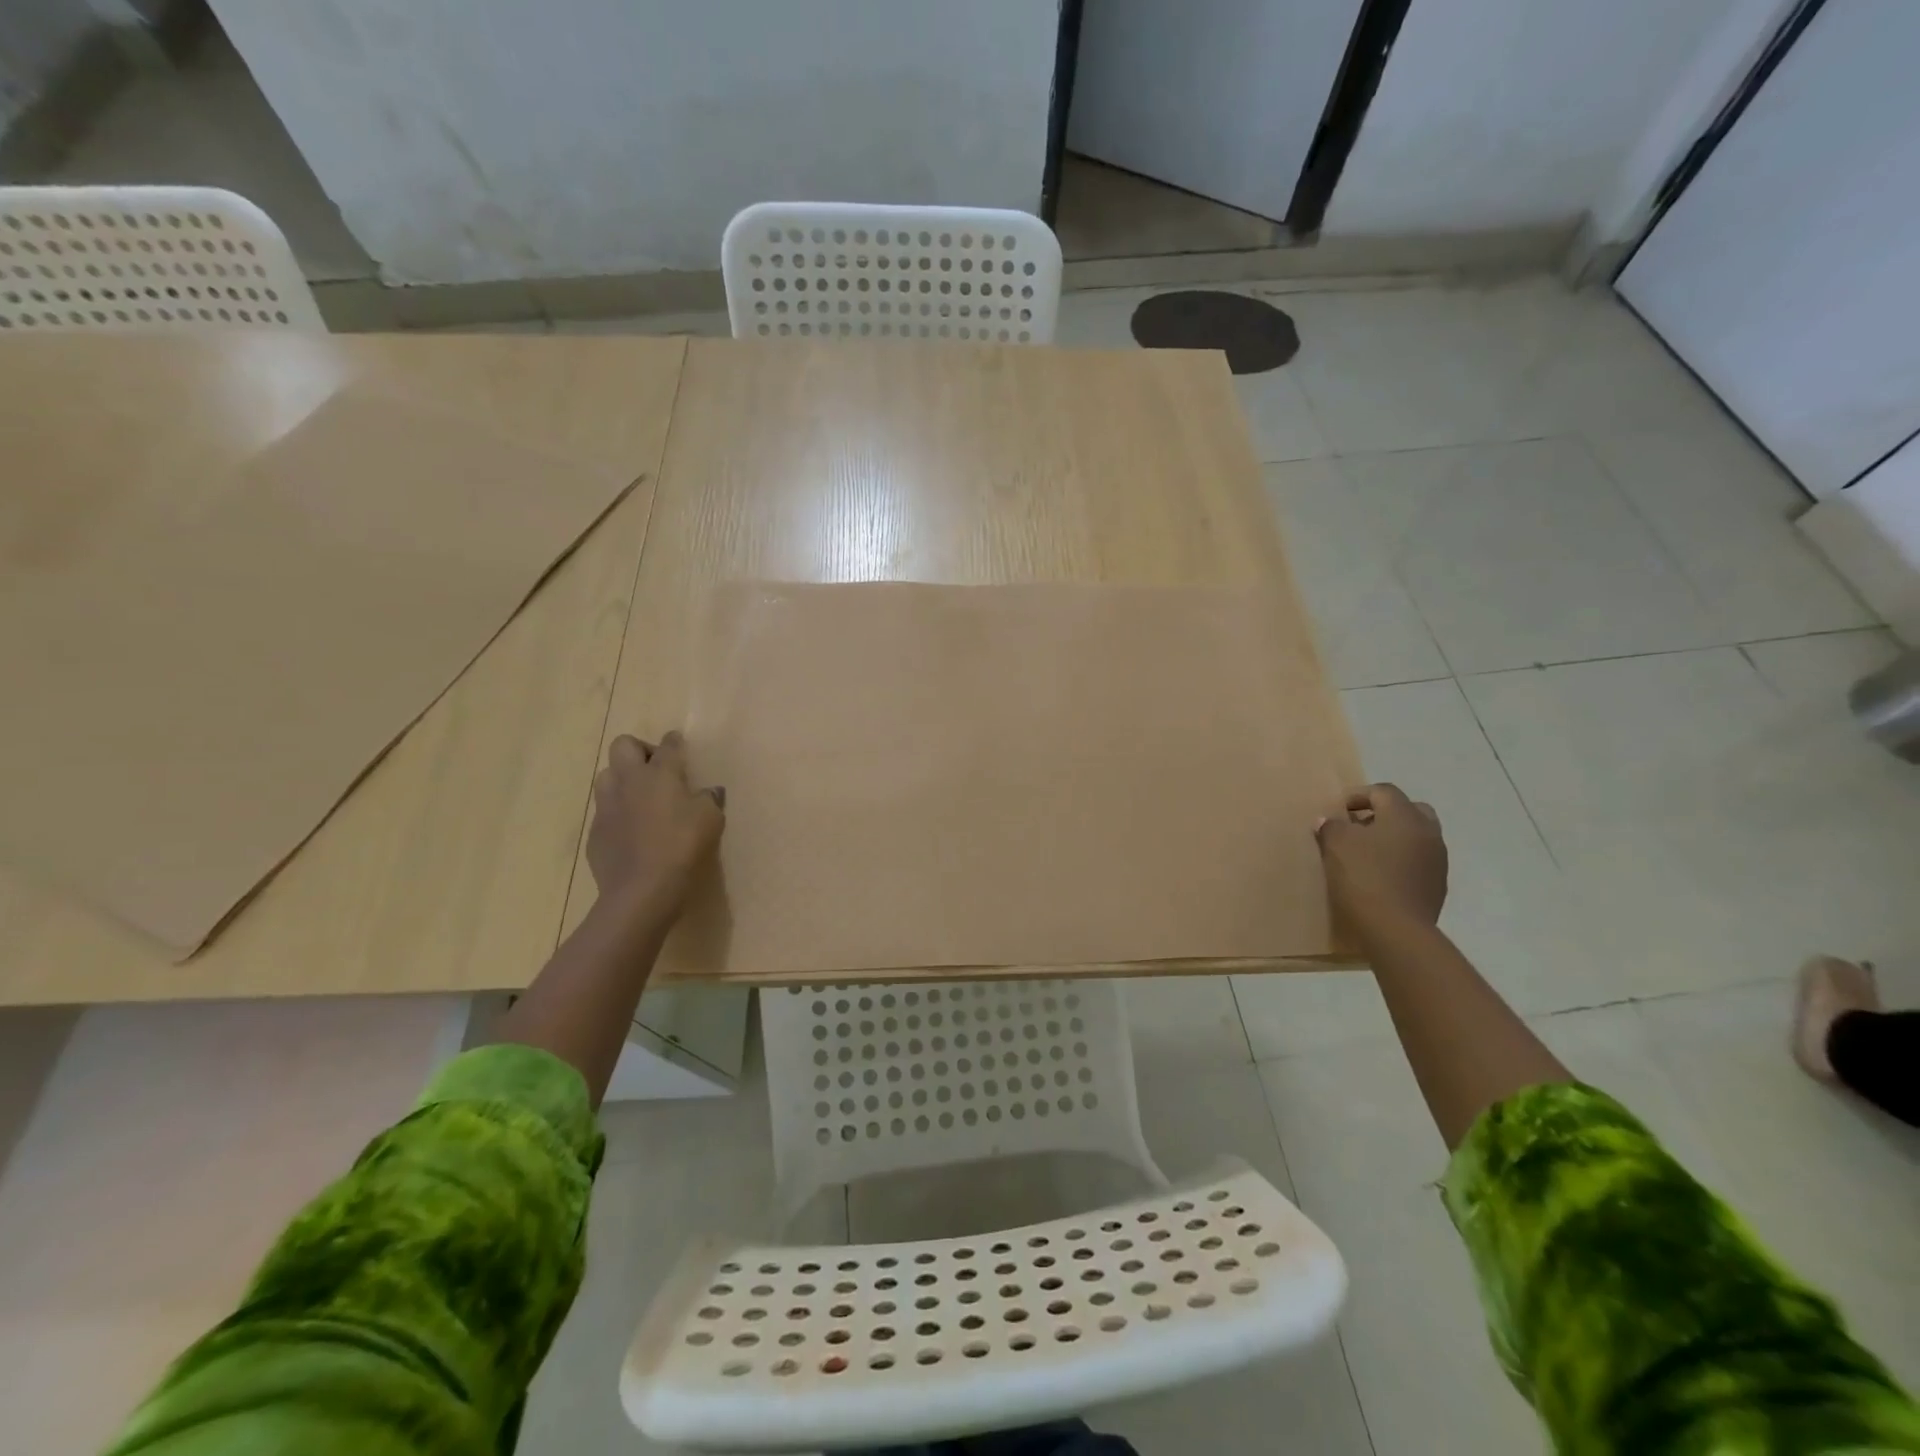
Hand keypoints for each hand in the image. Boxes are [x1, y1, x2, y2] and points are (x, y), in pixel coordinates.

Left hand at [586, 732, 724, 916]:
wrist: (641, 889)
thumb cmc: (682, 846)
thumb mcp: (710, 820)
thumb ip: (708, 799)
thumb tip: (707, 792)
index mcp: (660, 773)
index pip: (668, 745)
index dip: (675, 741)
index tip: (679, 744)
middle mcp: (628, 781)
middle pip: (623, 745)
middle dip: (639, 750)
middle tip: (657, 771)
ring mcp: (607, 806)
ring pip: (606, 775)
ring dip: (622, 780)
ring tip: (640, 799)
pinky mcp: (595, 832)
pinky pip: (604, 811)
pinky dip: (618, 814)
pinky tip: (632, 833)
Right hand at [1316, 783, 1447, 936]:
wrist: (1396, 929)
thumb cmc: (1364, 876)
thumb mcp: (1336, 845)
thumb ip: (1331, 827)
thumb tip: (1329, 821)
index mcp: (1405, 816)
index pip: (1384, 791)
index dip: (1358, 795)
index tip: (1338, 810)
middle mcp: (1428, 832)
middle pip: (1409, 809)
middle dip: (1384, 813)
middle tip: (1359, 826)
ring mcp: (1438, 860)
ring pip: (1417, 837)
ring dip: (1394, 838)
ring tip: (1368, 853)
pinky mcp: (1438, 885)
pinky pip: (1419, 861)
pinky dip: (1401, 860)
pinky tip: (1381, 876)